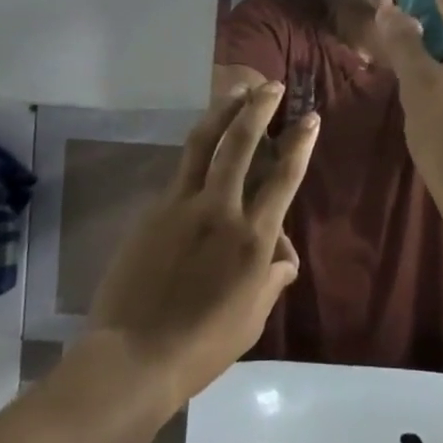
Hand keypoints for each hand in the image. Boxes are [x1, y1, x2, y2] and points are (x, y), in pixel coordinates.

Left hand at [88, 82, 317, 409]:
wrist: (132, 357)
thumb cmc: (202, 345)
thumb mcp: (253, 316)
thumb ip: (272, 277)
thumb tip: (282, 254)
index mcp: (252, 238)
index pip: (283, 177)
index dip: (299, 142)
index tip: (310, 118)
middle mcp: (219, 210)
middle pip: (240, 143)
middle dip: (259, 107)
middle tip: (271, 85)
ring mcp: (181, 205)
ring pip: (203, 143)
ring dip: (223, 110)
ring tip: (236, 89)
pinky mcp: (153, 211)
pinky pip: (180, 171)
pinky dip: (197, 150)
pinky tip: (203, 144)